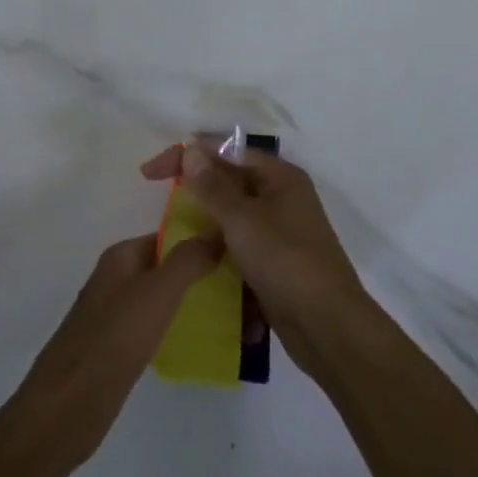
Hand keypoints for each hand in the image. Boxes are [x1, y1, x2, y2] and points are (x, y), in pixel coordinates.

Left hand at [5, 232, 221, 476]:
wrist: (67, 406)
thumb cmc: (113, 339)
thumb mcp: (157, 292)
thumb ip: (188, 260)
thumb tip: (217, 231)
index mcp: (121, 257)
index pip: (168, 236)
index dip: (200, 240)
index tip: (239, 251)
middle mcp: (116, 280)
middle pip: (167, 267)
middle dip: (202, 274)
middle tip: (245, 288)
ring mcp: (115, 315)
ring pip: (163, 299)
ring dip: (193, 303)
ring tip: (236, 316)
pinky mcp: (118, 349)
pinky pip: (156, 328)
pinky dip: (178, 329)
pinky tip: (204, 343)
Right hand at [140, 144, 368, 360]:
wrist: (327, 325)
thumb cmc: (285, 261)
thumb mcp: (243, 220)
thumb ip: (213, 186)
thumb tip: (190, 151)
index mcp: (280, 177)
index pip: (227, 151)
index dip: (188, 154)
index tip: (151, 171)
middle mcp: (282, 196)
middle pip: (231, 178)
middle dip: (196, 183)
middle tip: (158, 192)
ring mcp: (280, 230)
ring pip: (234, 212)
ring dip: (205, 215)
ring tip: (171, 224)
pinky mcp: (275, 260)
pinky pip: (240, 240)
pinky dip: (218, 242)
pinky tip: (196, 254)